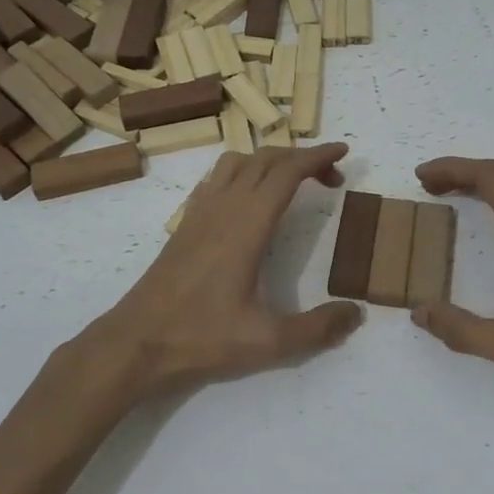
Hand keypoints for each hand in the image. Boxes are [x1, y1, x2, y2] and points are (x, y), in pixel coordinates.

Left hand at [76, 143, 363, 403]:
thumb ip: (317, 328)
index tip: (344, 152)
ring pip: (238, 162)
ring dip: (270, 161)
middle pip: (266, 159)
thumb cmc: (201, 337)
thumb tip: (357, 313)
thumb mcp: (268, 341)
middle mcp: (224, 206)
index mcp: (247, 223)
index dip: (318, 156)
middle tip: (331, 178)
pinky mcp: (185, 224)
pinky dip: (242, 173)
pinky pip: (217, 179)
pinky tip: (248, 200)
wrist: (137, 342)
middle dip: (302, 158)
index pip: (287, 171)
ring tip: (292, 183)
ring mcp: (200, 212)